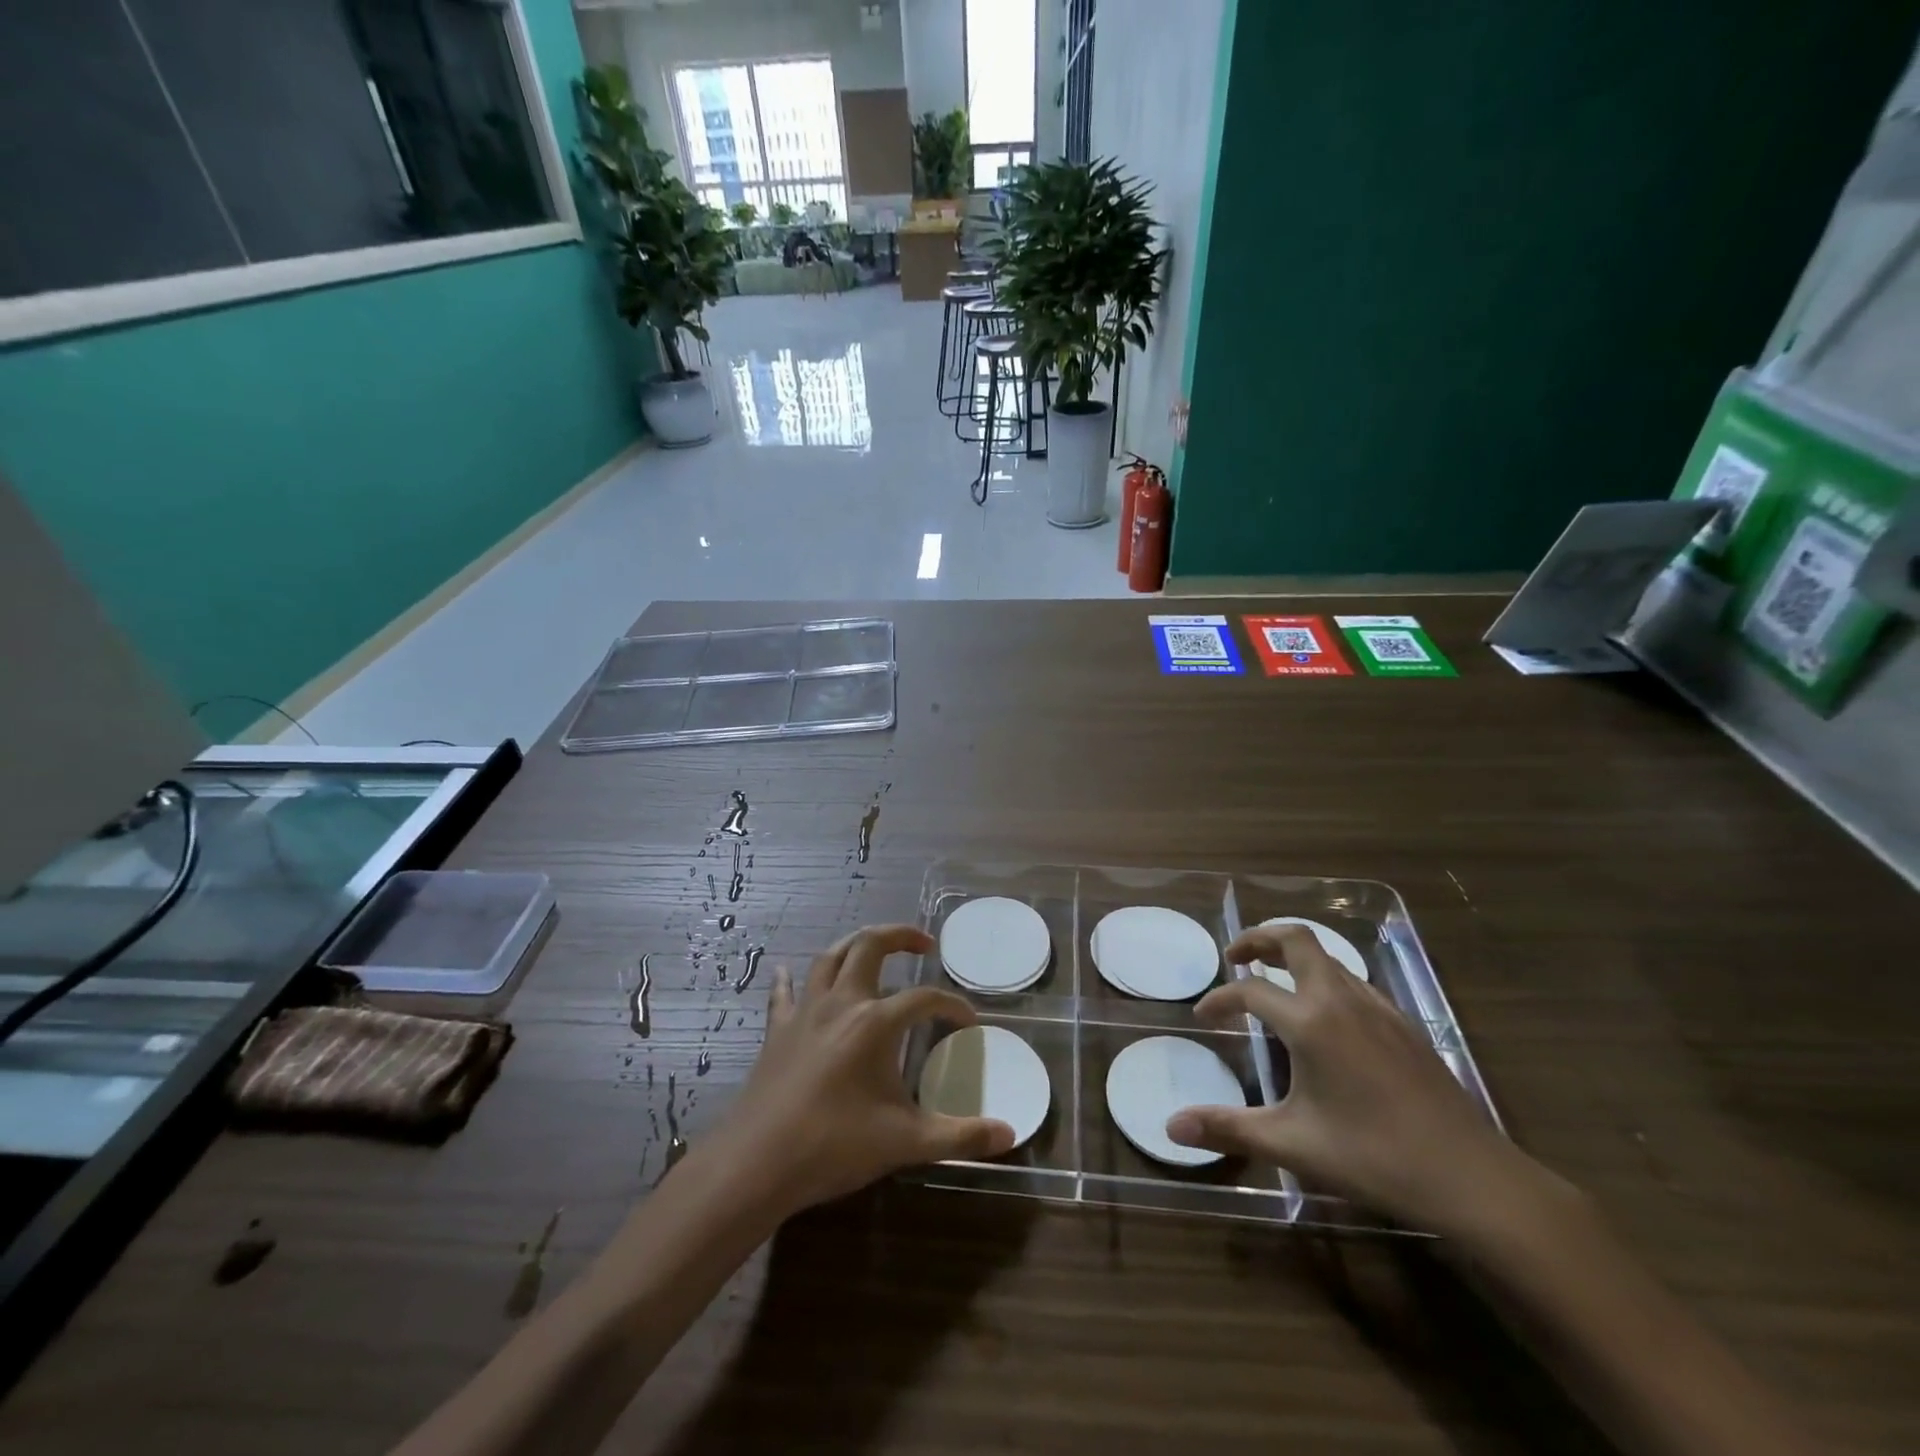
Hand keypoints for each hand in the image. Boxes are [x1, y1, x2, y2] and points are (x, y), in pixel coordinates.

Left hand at [716, 925, 1014, 1216]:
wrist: (757, 1163)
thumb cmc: (835, 1145)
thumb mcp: (906, 1143)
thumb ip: (960, 1136)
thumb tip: (1009, 1134)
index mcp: (875, 1022)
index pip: (924, 999)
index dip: (952, 1005)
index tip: (968, 1022)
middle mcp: (841, 1003)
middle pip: (871, 946)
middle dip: (901, 936)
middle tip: (924, 944)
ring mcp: (805, 1012)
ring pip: (831, 957)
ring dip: (855, 945)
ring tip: (873, 948)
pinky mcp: (778, 1030)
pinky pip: (784, 993)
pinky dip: (790, 979)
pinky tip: (786, 971)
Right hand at [1165, 924, 1545, 1236]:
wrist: (1473, 1177)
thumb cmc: (1374, 1157)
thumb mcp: (1292, 1144)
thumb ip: (1229, 1129)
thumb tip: (1172, 1126)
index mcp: (1310, 1022)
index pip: (1250, 990)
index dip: (1220, 999)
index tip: (1202, 1017)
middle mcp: (1341, 1000)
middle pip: (1296, 939)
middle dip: (1259, 938)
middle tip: (1235, 957)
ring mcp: (1378, 1008)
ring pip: (1328, 958)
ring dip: (1294, 958)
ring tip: (1274, 982)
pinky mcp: (1404, 1025)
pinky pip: (1354, 982)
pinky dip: (1325, 980)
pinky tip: (1325, 1017)